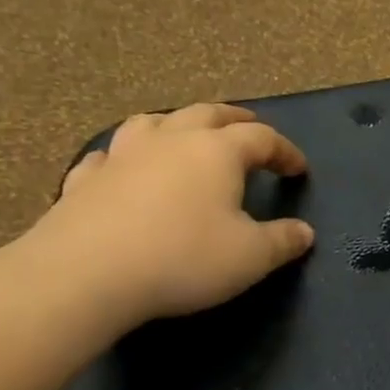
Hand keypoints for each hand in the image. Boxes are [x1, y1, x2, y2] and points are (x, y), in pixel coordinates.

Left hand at [30, 104, 314, 328]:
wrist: (85, 275)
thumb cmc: (183, 258)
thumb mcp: (250, 257)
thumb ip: (283, 241)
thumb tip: (305, 232)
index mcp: (217, 152)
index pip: (261, 138)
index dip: (284, 150)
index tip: (298, 169)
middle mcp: (171, 141)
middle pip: (208, 114)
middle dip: (235, 120)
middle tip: (250, 127)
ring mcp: (123, 156)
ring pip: (153, 122)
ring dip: (177, 124)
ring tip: (186, 135)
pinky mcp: (85, 180)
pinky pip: (108, 156)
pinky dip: (124, 157)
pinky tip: (123, 168)